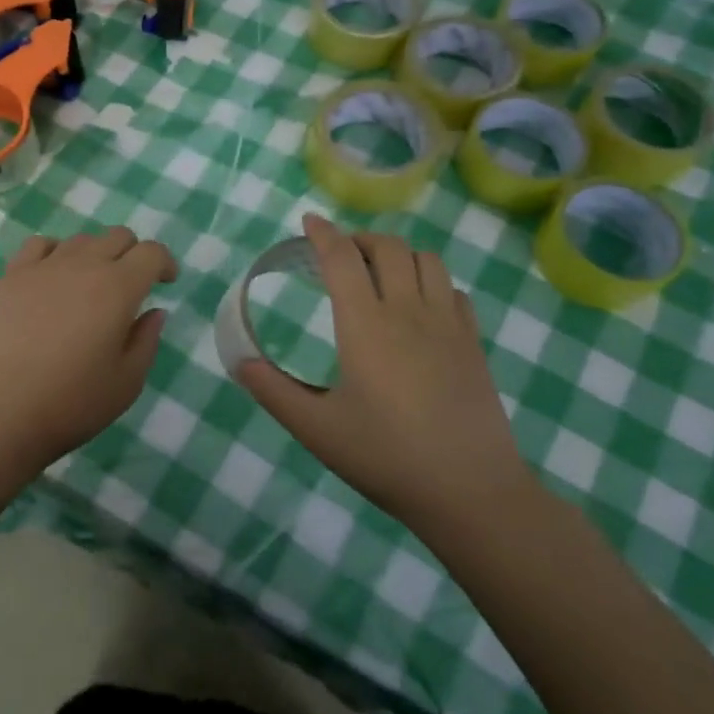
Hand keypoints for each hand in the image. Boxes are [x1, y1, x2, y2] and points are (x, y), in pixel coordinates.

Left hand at [0, 227, 176, 529]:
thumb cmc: (72, 402)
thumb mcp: (127, 382)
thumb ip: (147, 340)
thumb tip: (153, 311)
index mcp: (118, 288)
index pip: (151, 252)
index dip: (165, 263)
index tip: (165, 283)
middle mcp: (83, 265)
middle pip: (117, 236)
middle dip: (133, 254)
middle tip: (131, 286)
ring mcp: (43, 267)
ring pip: (81, 239)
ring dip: (96, 254)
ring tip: (90, 286)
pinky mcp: (12, 277)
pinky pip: (40, 246)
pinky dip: (56, 253)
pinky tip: (53, 278)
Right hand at [235, 214, 531, 524]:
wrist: (471, 492)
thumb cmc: (387, 458)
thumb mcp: (317, 430)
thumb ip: (273, 391)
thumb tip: (239, 362)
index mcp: (366, 325)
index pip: (341, 259)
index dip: (323, 234)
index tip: (309, 222)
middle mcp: (408, 311)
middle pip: (388, 247)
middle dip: (359, 238)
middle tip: (339, 253)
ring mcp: (448, 324)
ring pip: (426, 259)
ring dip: (398, 253)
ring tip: (379, 271)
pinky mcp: (473, 342)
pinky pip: (453, 289)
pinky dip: (430, 280)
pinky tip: (419, 304)